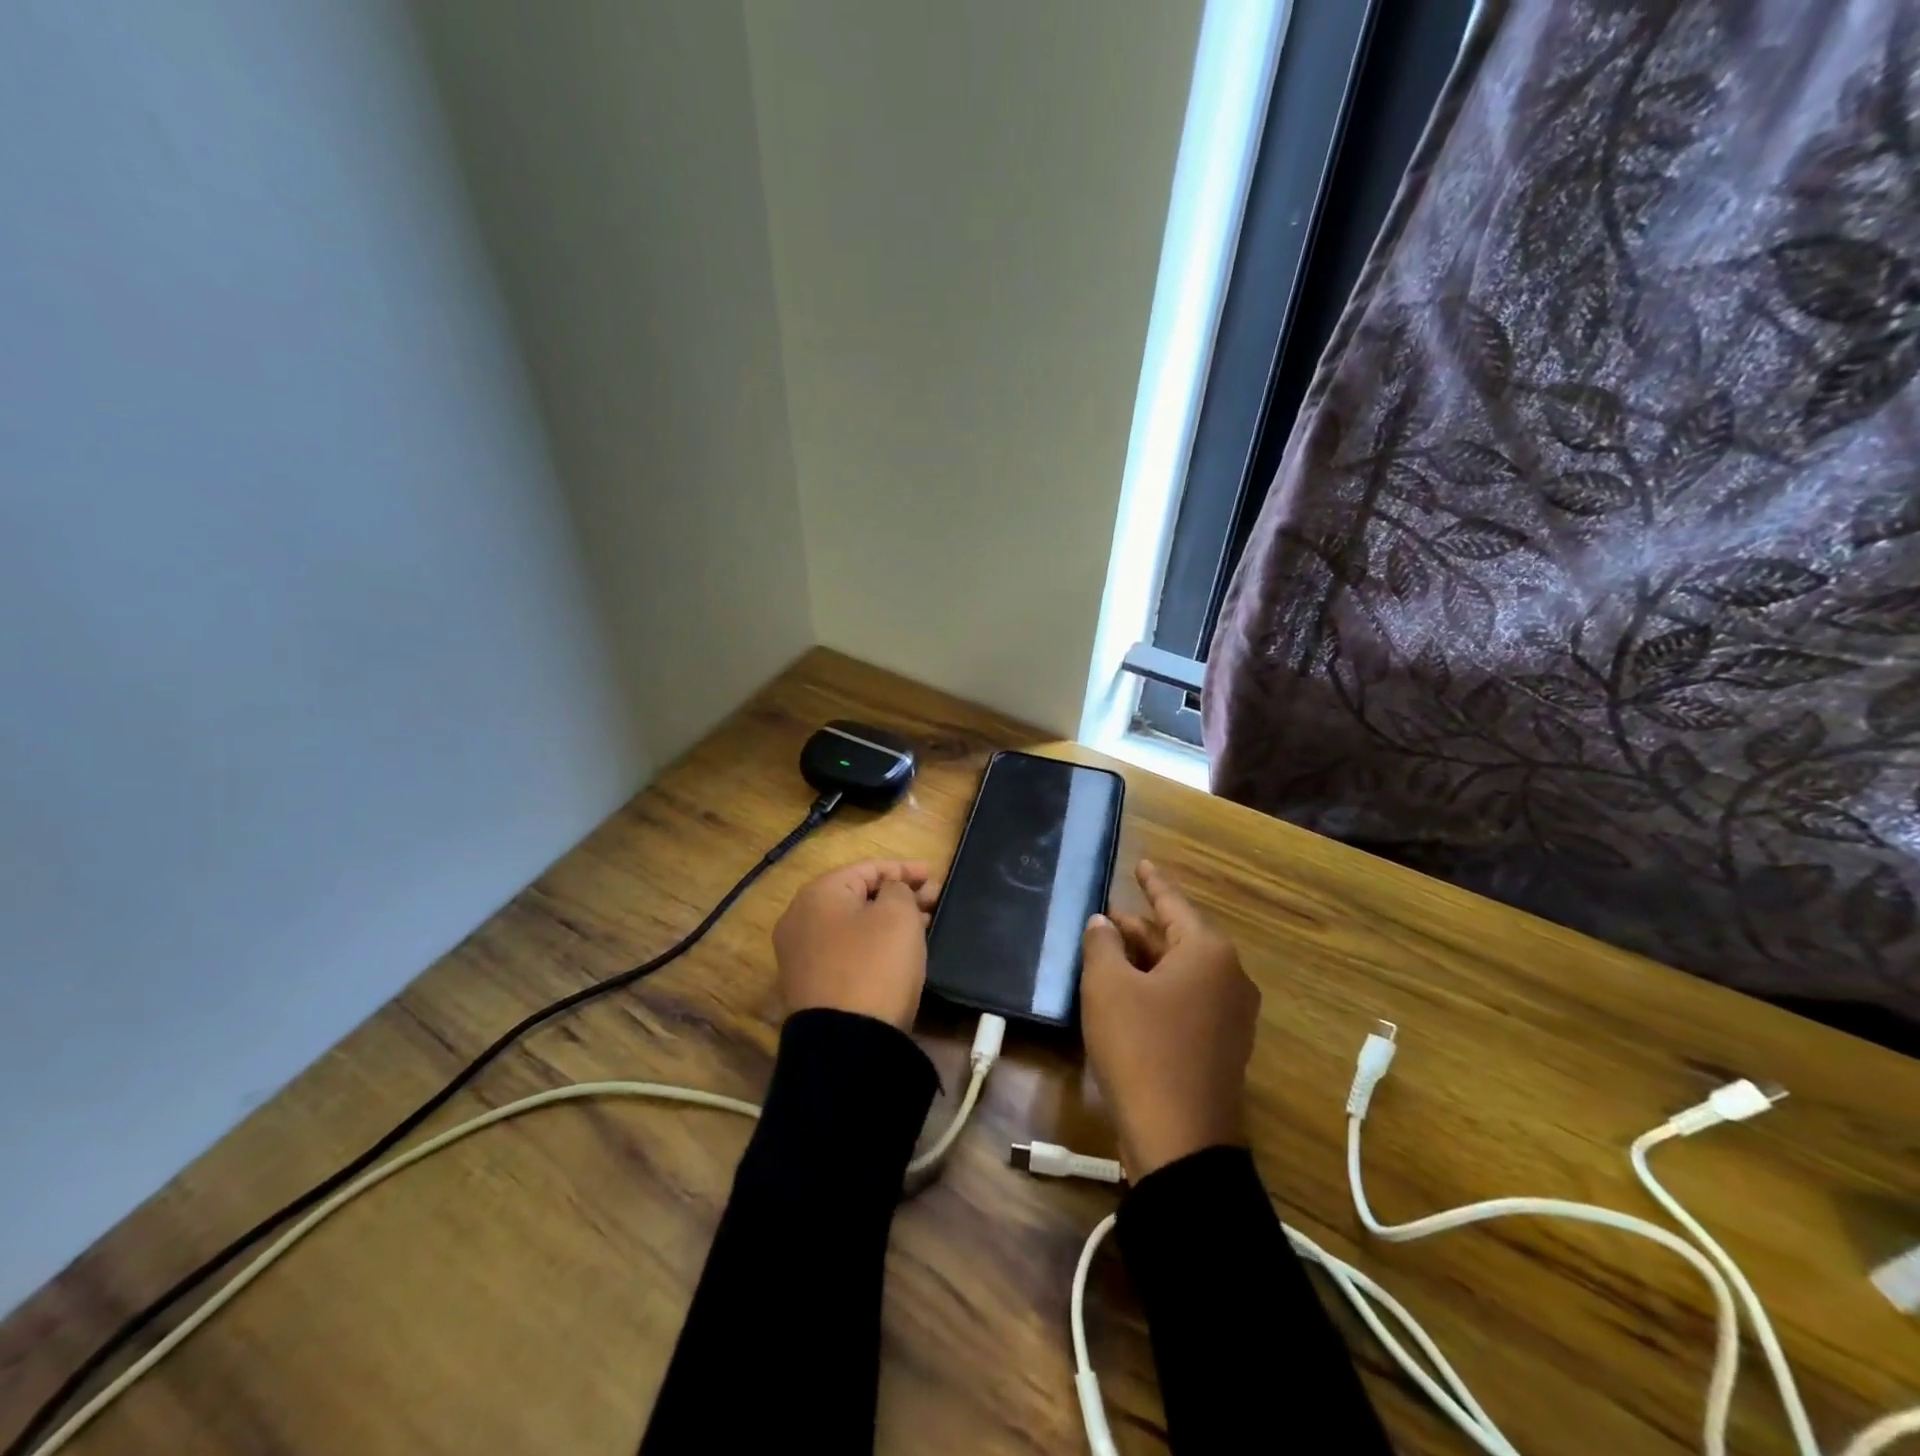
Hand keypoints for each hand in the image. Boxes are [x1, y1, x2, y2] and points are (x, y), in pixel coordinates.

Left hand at [773, 860, 938, 1030]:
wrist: (848, 1042)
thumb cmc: (875, 965)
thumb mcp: (898, 915)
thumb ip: (898, 888)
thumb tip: (889, 892)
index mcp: (818, 894)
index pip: (867, 868)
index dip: (904, 868)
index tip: (934, 875)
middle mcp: (800, 919)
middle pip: (857, 895)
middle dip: (898, 894)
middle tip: (933, 901)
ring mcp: (801, 954)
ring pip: (852, 924)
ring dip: (887, 919)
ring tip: (923, 924)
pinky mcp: (810, 984)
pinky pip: (846, 950)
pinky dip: (872, 943)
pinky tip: (899, 950)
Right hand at [1080, 860, 1260, 1177]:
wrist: (1180, 1142)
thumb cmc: (1141, 1049)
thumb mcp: (1108, 987)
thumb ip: (1102, 945)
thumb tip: (1104, 924)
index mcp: (1208, 952)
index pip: (1172, 903)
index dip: (1152, 882)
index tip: (1140, 863)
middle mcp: (1229, 977)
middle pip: (1176, 938)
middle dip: (1138, 929)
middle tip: (1103, 921)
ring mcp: (1231, 1015)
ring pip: (1180, 971)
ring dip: (1143, 962)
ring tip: (1105, 955)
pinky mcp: (1222, 1046)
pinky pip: (1186, 1000)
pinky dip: (1156, 990)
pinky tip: (1124, 996)